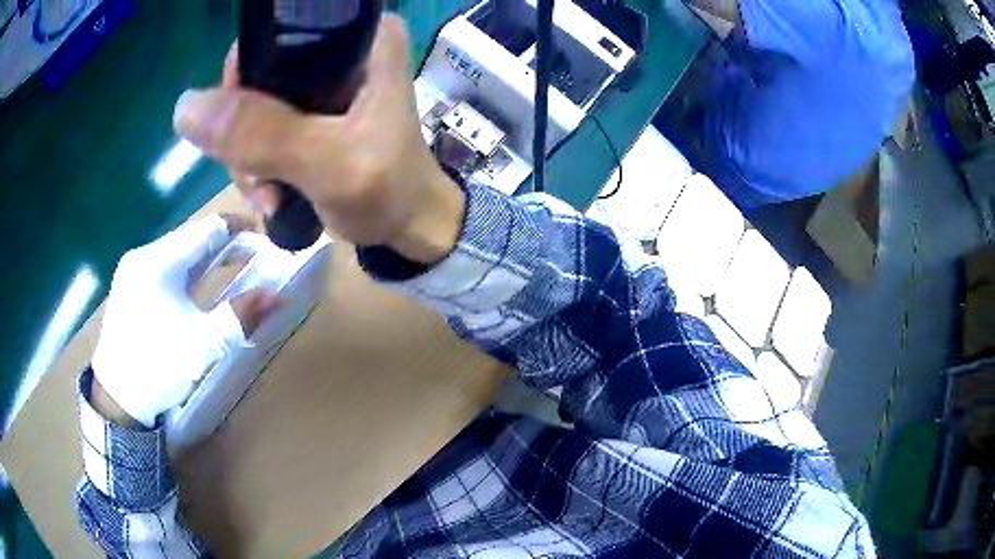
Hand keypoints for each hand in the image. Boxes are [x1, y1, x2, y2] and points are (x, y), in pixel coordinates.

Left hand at [91, 215, 280, 427]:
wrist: (117, 398)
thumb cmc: (160, 367)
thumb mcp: (204, 344)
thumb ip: (241, 316)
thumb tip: (277, 296)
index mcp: (161, 261)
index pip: (208, 228)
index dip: (240, 230)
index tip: (263, 242)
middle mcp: (144, 255)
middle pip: (192, 238)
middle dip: (223, 246)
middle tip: (250, 259)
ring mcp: (132, 269)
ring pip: (177, 252)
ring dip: (204, 259)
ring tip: (226, 272)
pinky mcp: (127, 285)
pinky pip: (163, 266)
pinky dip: (185, 271)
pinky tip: (192, 290)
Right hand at [173, 15, 464, 263]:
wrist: (409, 227)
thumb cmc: (389, 191)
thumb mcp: (331, 163)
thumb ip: (264, 134)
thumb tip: (185, 108)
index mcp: (364, 38)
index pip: (282, 28)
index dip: (247, 70)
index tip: (240, 124)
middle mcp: (344, 47)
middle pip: (261, 69)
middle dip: (245, 128)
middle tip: (259, 176)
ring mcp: (324, 81)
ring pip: (254, 103)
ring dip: (248, 155)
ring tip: (270, 195)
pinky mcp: (311, 110)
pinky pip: (262, 126)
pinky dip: (256, 162)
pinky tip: (272, 193)